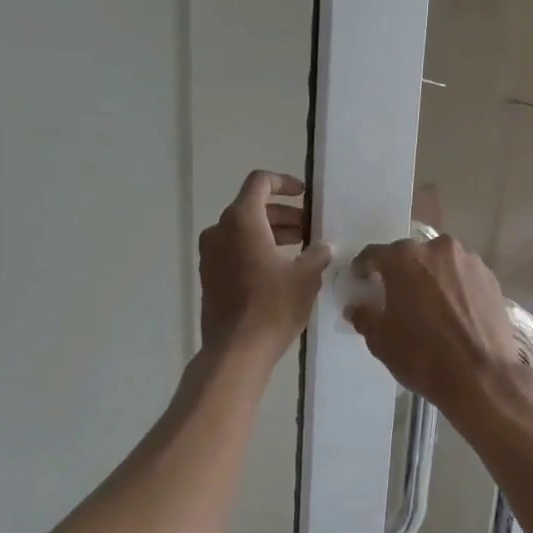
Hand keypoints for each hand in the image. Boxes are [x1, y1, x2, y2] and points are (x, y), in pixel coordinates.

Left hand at [199, 171, 330, 359]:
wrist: (236, 350)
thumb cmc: (273, 306)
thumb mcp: (306, 276)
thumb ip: (317, 253)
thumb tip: (323, 246)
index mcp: (242, 220)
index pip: (260, 182)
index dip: (285, 183)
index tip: (305, 196)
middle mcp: (219, 230)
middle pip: (252, 208)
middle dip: (283, 215)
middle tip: (310, 229)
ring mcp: (210, 255)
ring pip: (243, 231)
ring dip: (271, 234)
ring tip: (300, 250)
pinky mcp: (209, 277)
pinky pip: (234, 251)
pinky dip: (256, 251)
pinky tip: (280, 270)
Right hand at [345, 234, 532, 419]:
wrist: (481, 377)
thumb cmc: (423, 356)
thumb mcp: (381, 340)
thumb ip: (364, 315)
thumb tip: (357, 307)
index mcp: (405, 258)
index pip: (374, 254)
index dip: (363, 267)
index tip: (360, 280)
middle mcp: (438, 249)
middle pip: (410, 256)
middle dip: (400, 272)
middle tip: (395, 295)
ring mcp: (469, 262)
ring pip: (440, 264)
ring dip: (430, 278)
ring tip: (428, 305)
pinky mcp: (490, 279)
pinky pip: (463, 277)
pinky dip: (454, 288)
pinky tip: (453, 312)